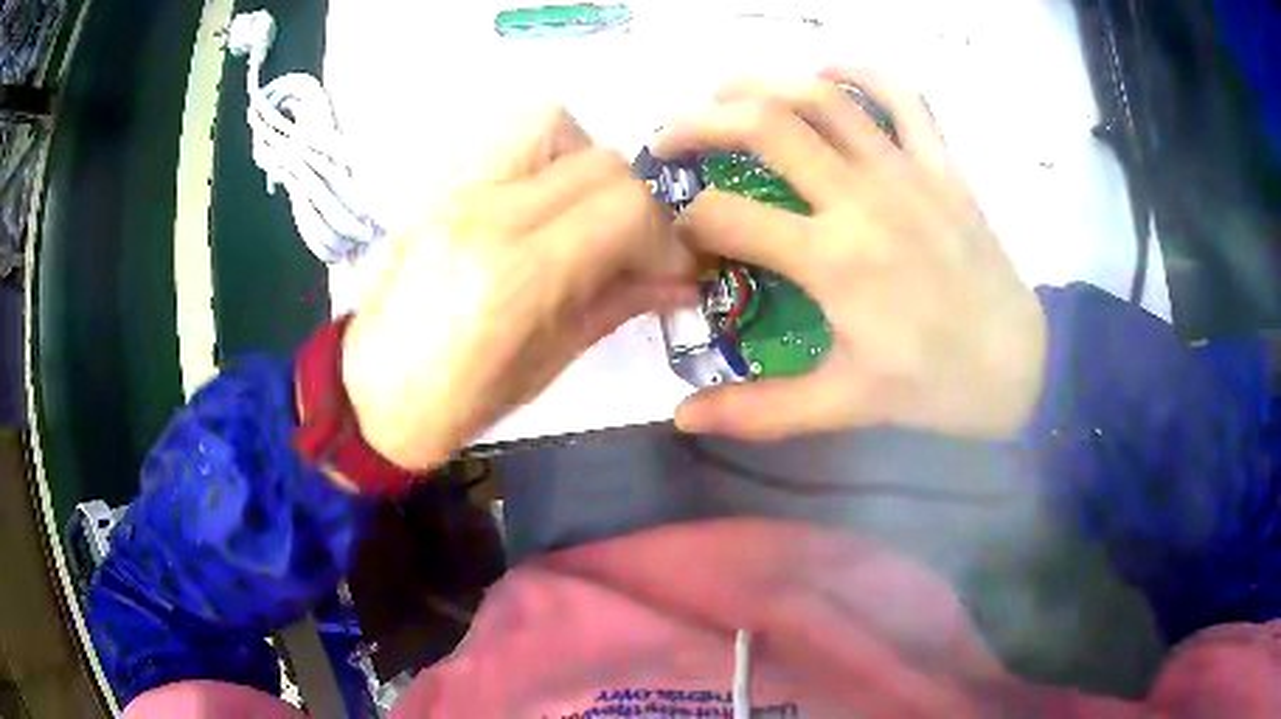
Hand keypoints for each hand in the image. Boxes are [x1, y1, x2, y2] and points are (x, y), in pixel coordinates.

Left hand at [342, 109, 695, 469]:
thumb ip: (618, 304)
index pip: (626, 208)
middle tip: (632, 249)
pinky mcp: (440, 186)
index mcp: (518, 275)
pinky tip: (541, 206)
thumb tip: (682, 280)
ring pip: (552, 124)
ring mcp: (457, 191)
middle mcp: (489, 214)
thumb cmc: (456, 403)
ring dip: (588, 163)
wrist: (368, 394)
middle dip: (637, 205)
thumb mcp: (547, 365)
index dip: (665, 238)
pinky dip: (545, 158)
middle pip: (601, 162)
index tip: (670, 270)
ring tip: (583, 215)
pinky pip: (510, 140)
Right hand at [654, 69, 1046, 440]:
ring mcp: (906, 171)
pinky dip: (861, 72)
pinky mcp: (941, 164)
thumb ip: (757, 410)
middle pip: (763, 126)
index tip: (678, 234)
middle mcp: (862, 198)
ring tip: (726, 94)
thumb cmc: (931, 387)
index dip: (681, 219)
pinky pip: (902, 96)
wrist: (1017, 367)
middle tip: (671, 138)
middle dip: (699, 123)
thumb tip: (682, 418)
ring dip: (762, 83)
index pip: (723, 216)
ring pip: (822, 97)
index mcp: (833, 260)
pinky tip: (827, 71)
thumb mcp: (842, 406)